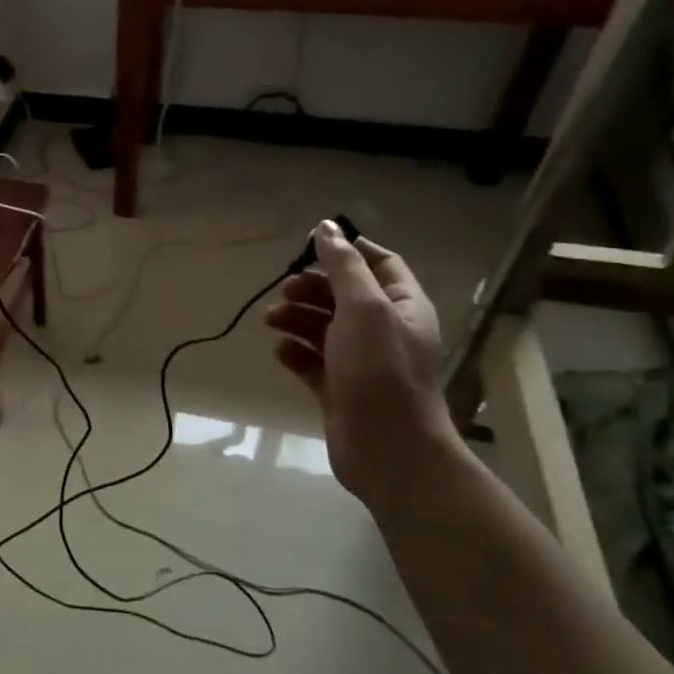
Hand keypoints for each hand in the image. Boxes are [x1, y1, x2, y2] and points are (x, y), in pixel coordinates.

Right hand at [264, 222, 458, 509]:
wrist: (387, 447)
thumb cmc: (380, 369)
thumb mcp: (363, 308)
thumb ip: (343, 266)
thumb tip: (327, 226)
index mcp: (402, 305)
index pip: (380, 263)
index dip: (347, 250)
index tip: (309, 246)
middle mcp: (384, 330)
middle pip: (344, 295)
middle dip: (312, 288)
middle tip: (283, 291)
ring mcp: (361, 361)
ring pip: (323, 328)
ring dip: (296, 319)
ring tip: (271, 320)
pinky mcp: (338, 388)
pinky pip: (312, 362)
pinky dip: (294, 353)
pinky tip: (280, 352)